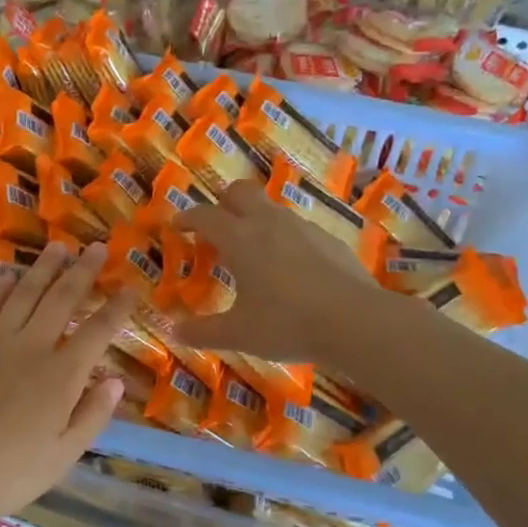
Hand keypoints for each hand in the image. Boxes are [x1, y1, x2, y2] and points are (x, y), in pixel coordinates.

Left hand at [0, 242, 133, 526]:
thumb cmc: (11, 473)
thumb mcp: (64, 454)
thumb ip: (92, 415)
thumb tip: (115, 380)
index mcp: (62, 375)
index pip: (98, 331)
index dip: (117, 307)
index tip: (130, 288)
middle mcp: (31, 347)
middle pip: (62, 298)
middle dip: (83, 270)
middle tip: (96, 247)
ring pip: (24, 293)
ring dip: (44, 268)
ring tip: (58, 247)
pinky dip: (0, 289)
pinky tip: (9, 277)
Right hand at [175, 180, 387, 363]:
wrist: (355, 322)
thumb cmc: (286, 324)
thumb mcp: (237, 334)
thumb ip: (202, 332)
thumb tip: (173, 330)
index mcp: (240, 239)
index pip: (205, 216)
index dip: (187, 218)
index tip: (177, 225)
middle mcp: (269, 223)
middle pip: (241, 192)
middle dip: (223, 202)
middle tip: (216, 226)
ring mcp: (304, 228)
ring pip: (272, 209)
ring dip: (256, 220)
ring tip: (253, 252)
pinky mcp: (330, 240)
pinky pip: (299, 230)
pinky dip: (285, 240)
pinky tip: (291, 269)